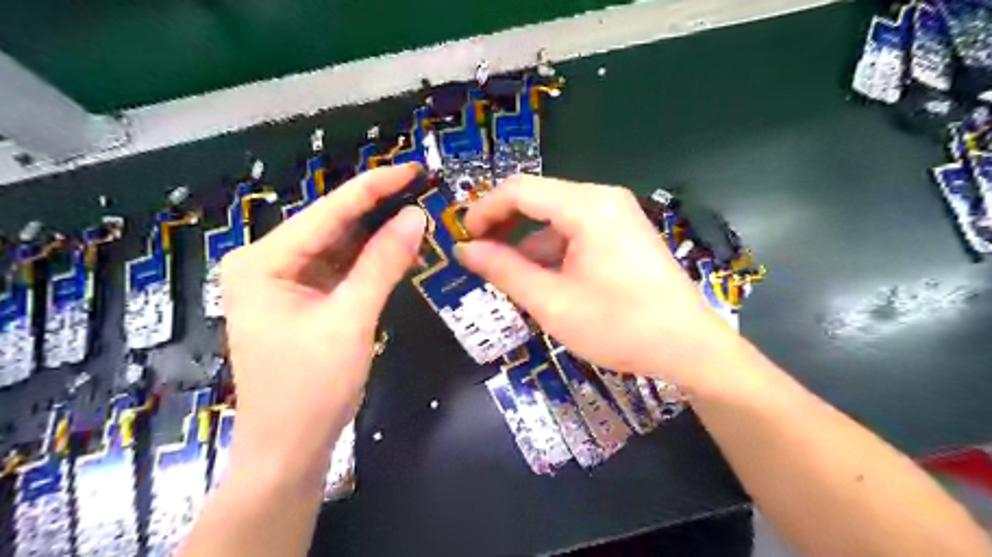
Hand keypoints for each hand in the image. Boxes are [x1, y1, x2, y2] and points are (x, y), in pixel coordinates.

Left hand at [220, 164, 426, 471]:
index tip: (411, 168)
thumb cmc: (312, 387)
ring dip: (376, 233)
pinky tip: (397, 246)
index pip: (327, 212)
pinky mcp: (302, 300)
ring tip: (415, 210)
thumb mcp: (352, 319)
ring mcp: (284, 282)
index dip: (373, 188)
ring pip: (338, 246)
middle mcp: (267, 263)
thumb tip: (415, 216)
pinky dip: (369, 260)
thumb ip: (383, 263)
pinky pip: (340, 269)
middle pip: (330, 225)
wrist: (289, 448)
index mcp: (263, 261)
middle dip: (375, 208)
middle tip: (420, 187)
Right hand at [452, 175, 738, 391]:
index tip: (464, 240)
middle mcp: (603, 199)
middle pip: (538, 199)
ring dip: (527, 242)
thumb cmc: (619, 326)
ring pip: (555, 217)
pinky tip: (544, 279)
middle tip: (480, 257)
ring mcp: (617, 215)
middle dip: (504, 226)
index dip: (484, 210)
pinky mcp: (623, 233)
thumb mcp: (552, 302)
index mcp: (587, 207)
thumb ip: (504, 271)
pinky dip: (552, 250)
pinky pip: (576, 231)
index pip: (519, 189)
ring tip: (509, 277)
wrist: (689, 347)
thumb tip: (465, 250)